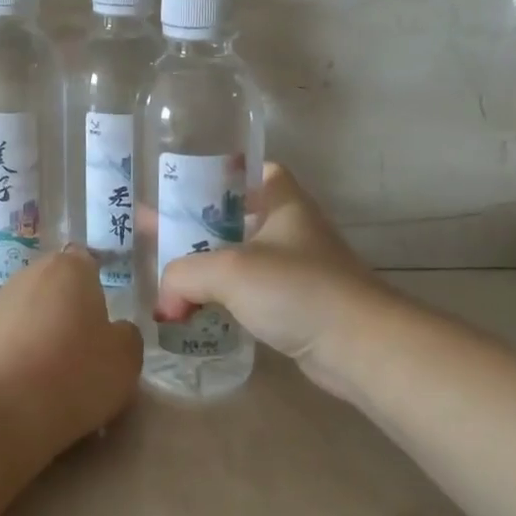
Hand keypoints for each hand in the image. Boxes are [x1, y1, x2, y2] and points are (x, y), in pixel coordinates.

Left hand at [0, 246, 144, 449]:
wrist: (3, 410)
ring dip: (39, 332)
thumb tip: (114, 331)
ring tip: (52, 374)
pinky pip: (5, 340)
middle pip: (54, 287)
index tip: (102, 318)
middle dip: (66, 309)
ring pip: (28, 312)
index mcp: (69, 269)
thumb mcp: (126, 358)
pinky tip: (24, 386)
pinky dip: (15, 355)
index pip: (86, 261)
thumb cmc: (76, 374)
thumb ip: (125, 335)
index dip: (95, 286)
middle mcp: (29, 275)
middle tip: (82, 349)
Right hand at [156, 163, 386, 395]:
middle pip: (237, 216)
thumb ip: (183, 276)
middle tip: (157, 232)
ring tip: (167, 272)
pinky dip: (223, 295)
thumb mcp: (228, 270)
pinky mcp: (296, 304)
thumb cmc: (296, 288)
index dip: (219, 173)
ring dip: (207, 264)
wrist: (358, 346)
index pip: (252, 170)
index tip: (183, 184)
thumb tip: (164, 303)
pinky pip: (249, 291)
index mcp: (282, 201)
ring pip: (240, 256)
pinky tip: (196, 307)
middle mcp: (290, 228)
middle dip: (198, 225)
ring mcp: (295, 267)